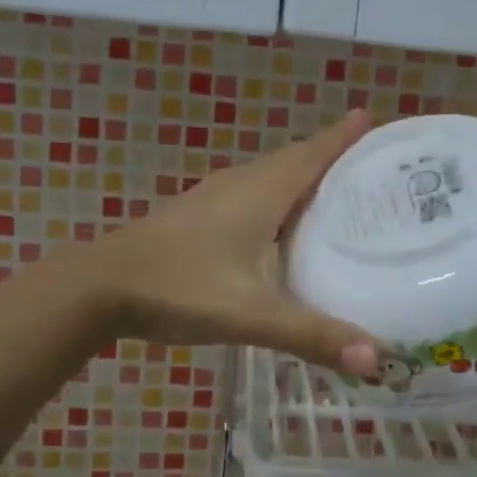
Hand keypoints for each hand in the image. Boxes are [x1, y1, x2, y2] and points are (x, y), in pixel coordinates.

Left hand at [93, 111, 381, 375]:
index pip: (312, 154)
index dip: (342, 136)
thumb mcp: (250, 314)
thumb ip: (311, 335)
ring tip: (336, 194)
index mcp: (260, 192)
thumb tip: (377, 359)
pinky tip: (279, 229)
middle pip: (293, 160)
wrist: (99, 287)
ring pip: (269, 177)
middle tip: (369, 165)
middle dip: (330, 156)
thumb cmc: (179, 287)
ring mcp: (212, 199)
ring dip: (301, 177)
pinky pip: (250, 195)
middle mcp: (240, 185)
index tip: (372, 117)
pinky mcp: (195, 216)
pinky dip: (276, 199)